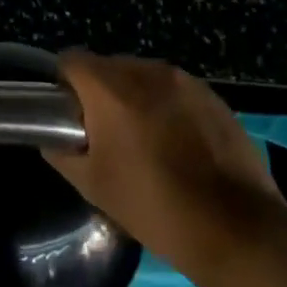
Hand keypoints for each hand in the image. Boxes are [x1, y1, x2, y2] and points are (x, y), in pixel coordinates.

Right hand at [48, 51, 286, 275]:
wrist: (233, 225)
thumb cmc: (152, 205)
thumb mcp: (93, 185)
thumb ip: (62, 153)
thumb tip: (53, 139)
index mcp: (111, 89)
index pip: (71, 61)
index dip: (62, 84)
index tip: (65, 113)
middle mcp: (148, 72)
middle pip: (108, 66)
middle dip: (98, 92)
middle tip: (101, 132)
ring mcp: (186, 81)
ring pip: (143, 76)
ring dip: (133, 97)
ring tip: (140, 138)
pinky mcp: (213, 96)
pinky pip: (174, 90)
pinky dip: (165, 106)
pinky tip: (174, 144)